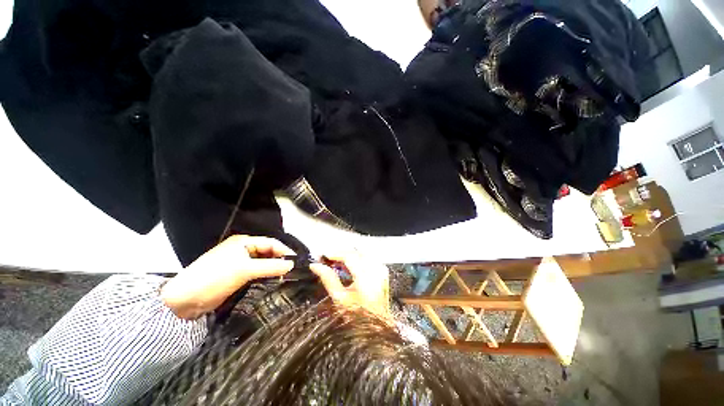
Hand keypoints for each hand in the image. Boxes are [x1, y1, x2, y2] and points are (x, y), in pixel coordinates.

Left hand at [160, 235, 294, 319]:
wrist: (183, 301)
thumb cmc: (214, 278)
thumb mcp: (244, 270)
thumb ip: (270, 266)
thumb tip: (292, 265)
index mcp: (244, 242)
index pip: (271, 243)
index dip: (284, 250)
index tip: (297, 262)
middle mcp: (243, 250)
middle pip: (268, 252)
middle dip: (281, 260)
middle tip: (294, 271)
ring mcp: (239, 263)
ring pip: (263, 263)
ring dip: (274, 269)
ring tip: (287, 277)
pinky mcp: (237, 276)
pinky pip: (257, 273)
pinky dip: (266, 276)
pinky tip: (274, 283)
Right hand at [309, 251, 390, 318]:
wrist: (376, 329)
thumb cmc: (357, 317)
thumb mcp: (339, 299)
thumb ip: (328, 279)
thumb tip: (315, 266)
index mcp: (366, 278)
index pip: (349, 256)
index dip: (335, 253)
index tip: (322, 255)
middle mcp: (376, 270)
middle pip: (356, 252)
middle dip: (341, 253)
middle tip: (327, 258)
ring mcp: (381, 270)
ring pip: (362, 253)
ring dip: (348, 255)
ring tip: (335, 261)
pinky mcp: (382, 272)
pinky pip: (368, 258)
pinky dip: (357, 258)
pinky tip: (348, 265)